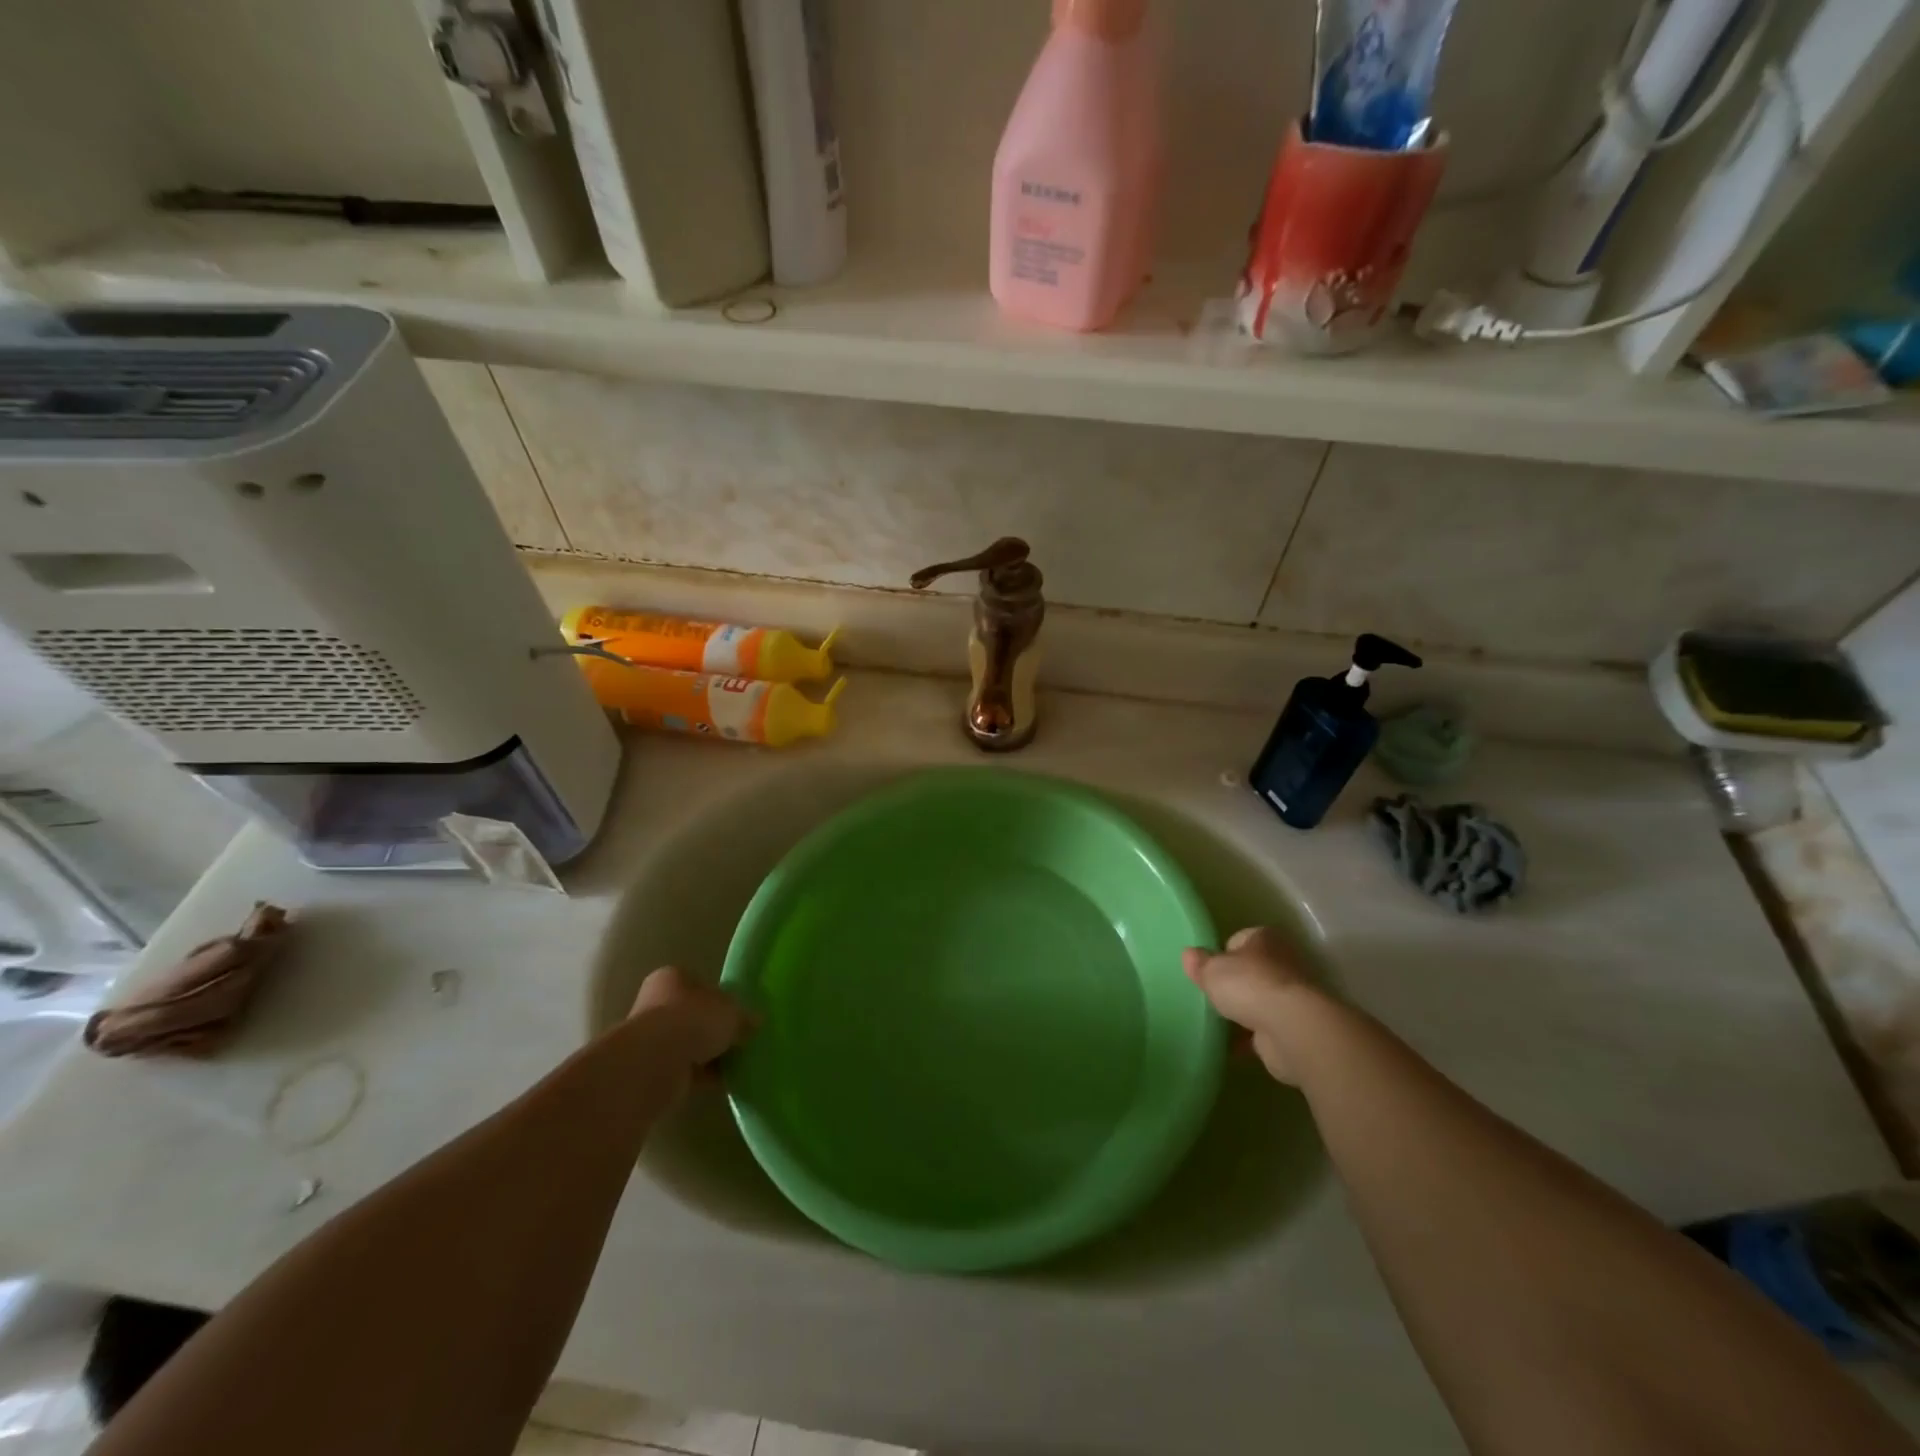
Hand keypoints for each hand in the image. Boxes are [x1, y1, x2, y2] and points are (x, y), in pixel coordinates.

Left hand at [629, 966, 754, 1072]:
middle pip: (693, 1015)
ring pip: (689, 1044)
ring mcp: (651, 1038)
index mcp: (673, 977)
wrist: (654, 1064)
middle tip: (740, 1040)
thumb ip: (744, 1017)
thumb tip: (755, 1022)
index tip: (739, 1014)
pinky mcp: (651, 1069)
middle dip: (714, 1029)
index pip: (700, 984)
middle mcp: (656, 1003)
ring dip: (709, 1054)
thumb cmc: (694, 1020)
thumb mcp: (732, 1011)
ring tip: (736, 1063)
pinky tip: (724, 1080)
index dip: (721, 999)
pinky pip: (685, 1069)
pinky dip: (703, 1075)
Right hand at [1182, 926, 1317, 1084]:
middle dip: (1233, 984)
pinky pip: (1265, 1028)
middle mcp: (1283, 961)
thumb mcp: (1212, 970)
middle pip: (1251, 970)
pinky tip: (1231, 1046)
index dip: (1221, 954)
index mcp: (1264, 938)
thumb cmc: (1250, 986)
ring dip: (1243, 1011)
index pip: (1237, 939)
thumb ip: (1199, 963)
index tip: (1207, 971)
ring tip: (1217, 1022)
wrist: (1292, 1030)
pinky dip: (1250, 1036)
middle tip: (1211, 996)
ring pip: (1259, 1000)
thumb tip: (1188, 954)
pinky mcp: (1294, 1026)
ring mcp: (1292, 995)